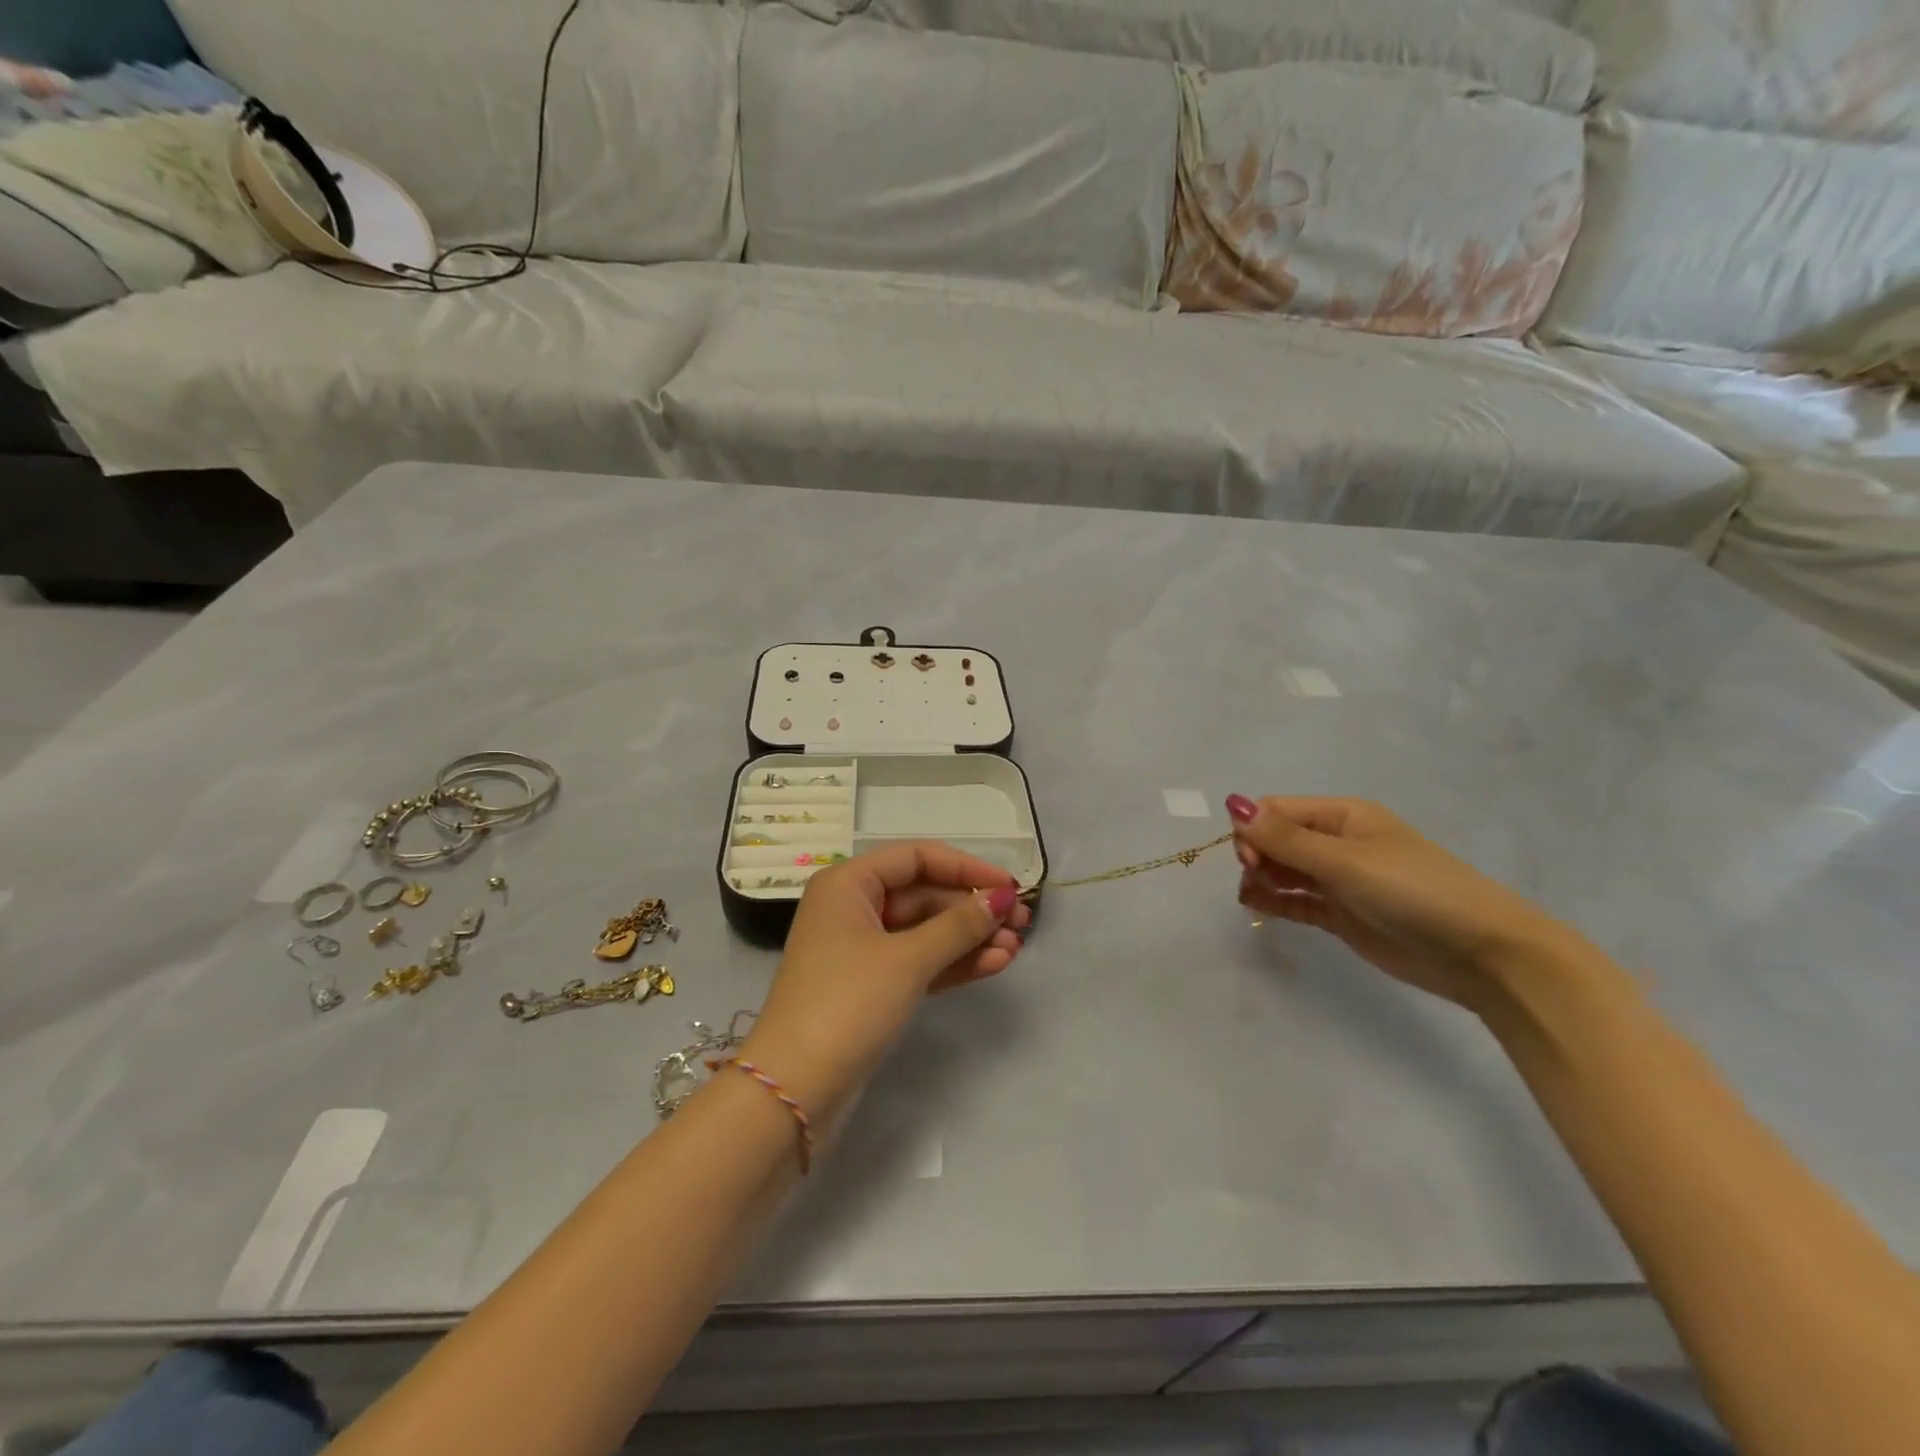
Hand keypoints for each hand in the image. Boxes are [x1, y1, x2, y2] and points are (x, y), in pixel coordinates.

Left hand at [742, 842, 1028, 1116]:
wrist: (794, 1091)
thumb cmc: (847, 1004)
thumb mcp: (908, 960)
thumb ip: (959, 925)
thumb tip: (1003, 897)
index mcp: (849, 884)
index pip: (916, 858)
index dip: (966, 868)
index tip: (1009, 885)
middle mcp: (853, 908)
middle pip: (924, 894)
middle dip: (972, 908)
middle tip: (1021, 922)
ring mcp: (862, 949)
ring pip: (926, 930)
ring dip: (969, 937)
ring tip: (1016, 947)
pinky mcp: (873, 986)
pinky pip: (920, 960)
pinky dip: (953, 961)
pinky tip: (994, 963)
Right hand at [1226, 795, 1567, 1010]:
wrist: (1481, 954)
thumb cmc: (1414, 891)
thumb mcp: (1346, 861)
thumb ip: (1286, 838)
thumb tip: (1232, 804)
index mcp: (1343, 816)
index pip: (1277, 810)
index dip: (1253, 829)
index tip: (1249, 859)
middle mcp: (1337, 842)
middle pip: (1276, 837)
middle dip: (1256, 853)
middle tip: (1255, 878)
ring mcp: (1339, 880)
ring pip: (1282, 869)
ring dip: (1260, 876)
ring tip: (1253, 895)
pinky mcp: (1341, 914)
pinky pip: (1295, 899)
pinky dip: (1272, 899)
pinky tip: (1254, 904)